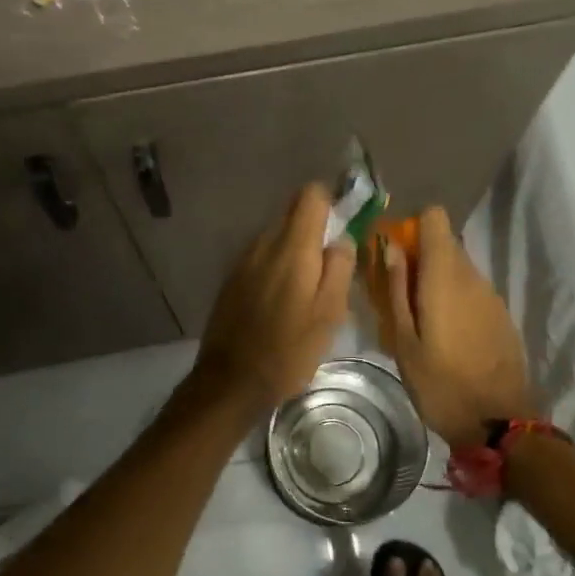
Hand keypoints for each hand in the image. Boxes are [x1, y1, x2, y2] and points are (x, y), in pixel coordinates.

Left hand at [191, 184, 356, 412]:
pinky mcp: (232, 278)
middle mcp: (265, 243)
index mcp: (293, 247)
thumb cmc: (288, 349)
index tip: (344, 224)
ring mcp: (244, 259)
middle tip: (331, 263)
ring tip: (308, 286)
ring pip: (276, 236)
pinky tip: (283, 298)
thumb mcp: (329, 314)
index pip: (311, 195)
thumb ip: (339, 268)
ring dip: (295, 249)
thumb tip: (342, 239)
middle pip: (293, 213)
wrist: (231, 380)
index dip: (331, 201)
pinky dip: (276, 265)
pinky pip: (261, 257)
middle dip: (315, 228)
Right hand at [371, 207, 533, 450]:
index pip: (435, 218)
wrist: (500, 424)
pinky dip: (455, 299)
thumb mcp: (403, 342)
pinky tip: (446, 335)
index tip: (395, 253)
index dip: (413, 227)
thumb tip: (390, 248)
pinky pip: (473, 291)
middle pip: (445, 243)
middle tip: (398, 293)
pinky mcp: (502, 315)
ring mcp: (492, 296)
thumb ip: (396, 290)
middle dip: (420, 257)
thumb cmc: (441, 384)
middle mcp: (472, 277)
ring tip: (419, 319)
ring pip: (459, 268)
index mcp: (445, 277)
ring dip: (437, 280)